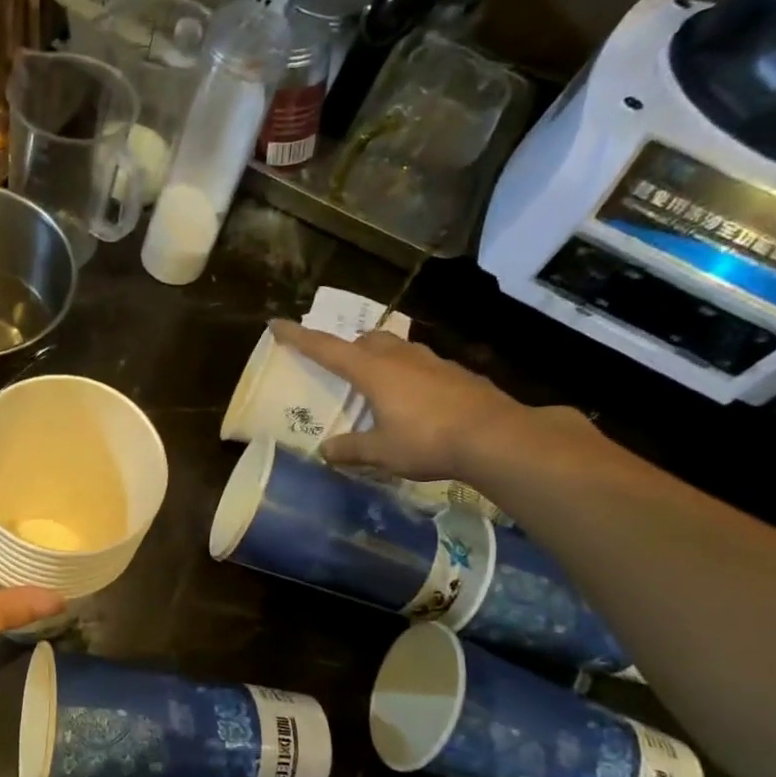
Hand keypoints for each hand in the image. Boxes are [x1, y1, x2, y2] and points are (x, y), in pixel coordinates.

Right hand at [268, 319, 542, 479]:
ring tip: (379, 385)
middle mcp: (401, 358)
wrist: (497, 437)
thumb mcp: (382, 451)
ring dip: (383, 359)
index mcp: (374, 371)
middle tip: (342, 368)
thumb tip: (326, 451)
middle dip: (350, 347)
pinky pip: (424, 366)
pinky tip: (417, 401)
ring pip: (399, 348)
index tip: (277, 325)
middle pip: (368, 339)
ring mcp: (434, 362)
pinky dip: (411, 376)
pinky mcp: (459, 374)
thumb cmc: (428, 440)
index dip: (300, 337)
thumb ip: (351, 449)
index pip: (327, 348)